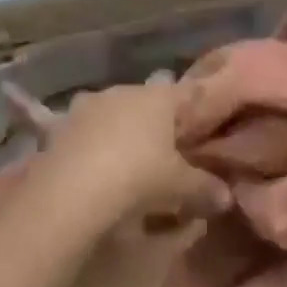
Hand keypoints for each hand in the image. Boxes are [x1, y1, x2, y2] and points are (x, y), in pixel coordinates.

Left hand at [37, 81, 231, 232]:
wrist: (70, 189)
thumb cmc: (137, 176)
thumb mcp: (180, 187)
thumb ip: (205, 188)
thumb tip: (227, 196)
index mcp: (158, 96)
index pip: (187, 92)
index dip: (198, 106)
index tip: (205, 119)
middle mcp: (123, 91)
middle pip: (147, 101)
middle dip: (156, 120)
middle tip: (166, 146)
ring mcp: (88, 105)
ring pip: (113, 113)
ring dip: (120, 130)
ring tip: (128, 157)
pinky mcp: (60, 126)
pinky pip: (86, 132)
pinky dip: (93, 145)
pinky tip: (95, 166)